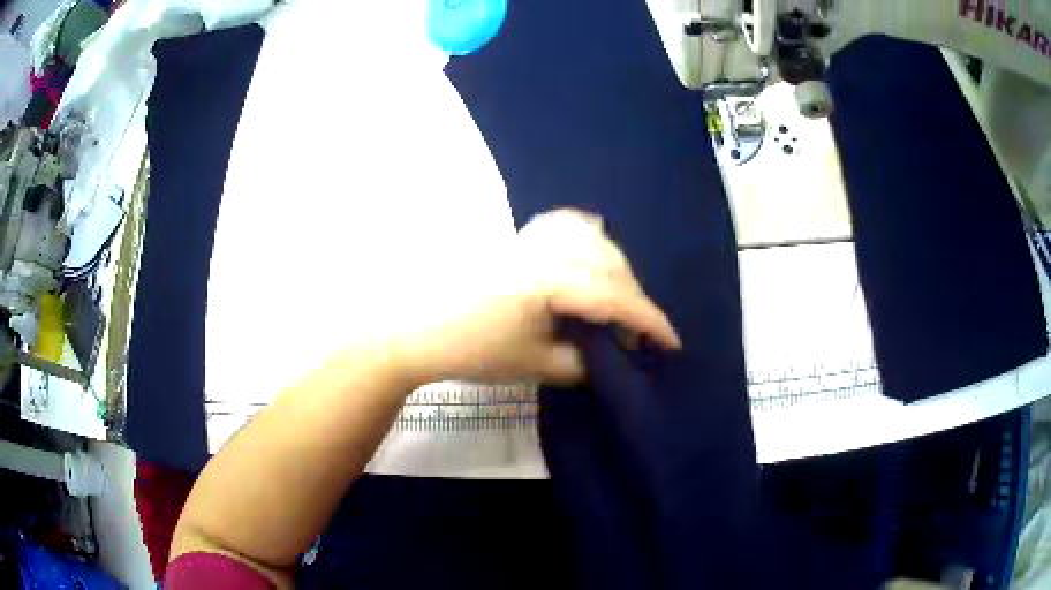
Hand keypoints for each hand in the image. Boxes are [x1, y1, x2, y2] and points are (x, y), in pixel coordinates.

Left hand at [388, 209, 680, 386]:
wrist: (415, 330)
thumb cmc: (471, 351)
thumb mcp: (533, 364)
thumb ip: (581, 360)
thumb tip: (608, 355)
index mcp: (550, 280)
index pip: (615, 297)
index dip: (649, 321)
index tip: (672, 343)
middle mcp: (545, 249)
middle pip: (609, 265)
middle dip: (634, 299)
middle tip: (639, 334)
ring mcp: (528, 237)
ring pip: (591, 240)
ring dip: (615, 269)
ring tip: (618, 300)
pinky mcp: (515, 238)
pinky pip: (563, 225)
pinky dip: (586, 239)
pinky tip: (589, 255)